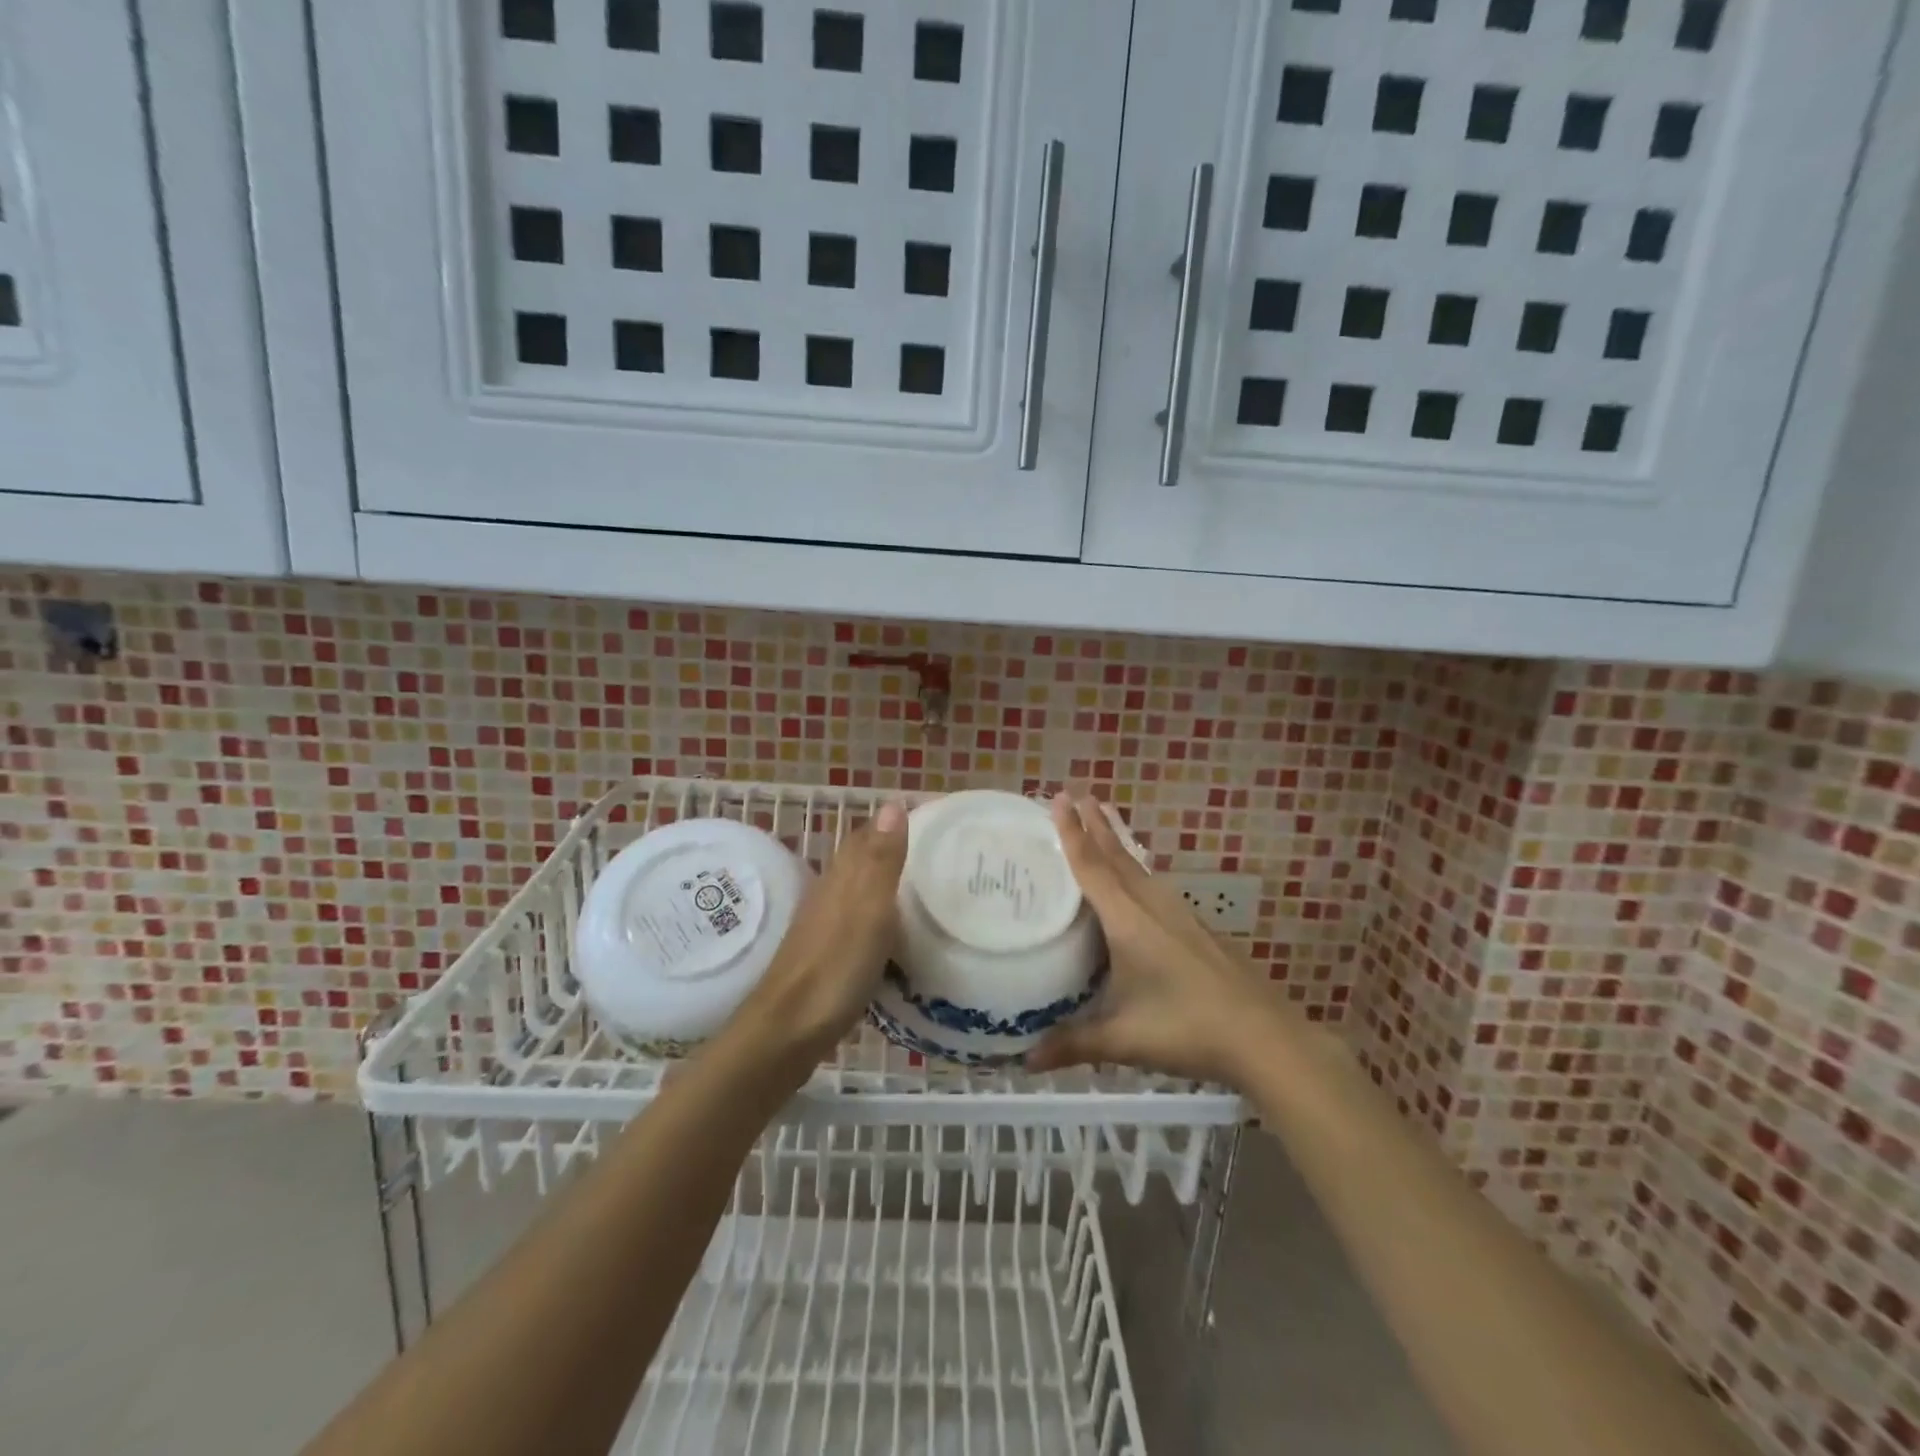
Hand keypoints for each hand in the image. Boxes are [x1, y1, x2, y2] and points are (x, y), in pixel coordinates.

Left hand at [730, 801, 907, 1064]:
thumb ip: (881, 861)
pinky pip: (856, 924)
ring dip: (883, 886)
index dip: (891, 825)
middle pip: (860, 863)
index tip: (928, 821)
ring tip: (921, 890)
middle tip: (933, 855)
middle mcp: (829, 896)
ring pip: (857, 893)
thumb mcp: (869, 911)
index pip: (866, 837)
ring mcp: (823, 928)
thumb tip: (892, 803)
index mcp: (841, 879)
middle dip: (890, 852)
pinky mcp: (824, 957)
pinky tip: (892, 934)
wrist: (787, 1031)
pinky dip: (877, 919)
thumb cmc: (835, 968)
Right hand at [1026, 793, 1289, 1085]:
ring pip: (1138, 868)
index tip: (1060, 798)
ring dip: (1116, 843)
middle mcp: (1152, 906)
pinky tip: (1137, 882)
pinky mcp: (1195, 928)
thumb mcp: (1123, 1039)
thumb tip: (1025, 1060)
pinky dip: (1135, 870)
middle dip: (1095, 825)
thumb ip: (1073, 1044)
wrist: (1264, 1036)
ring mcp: (1179, 914)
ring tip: (1101, 824)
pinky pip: (1154, 885)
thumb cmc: (1187, 1028)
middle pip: (1117, 856)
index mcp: (1128, 921)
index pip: (1092, 867)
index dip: (1072, 833)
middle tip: (1076, 794)